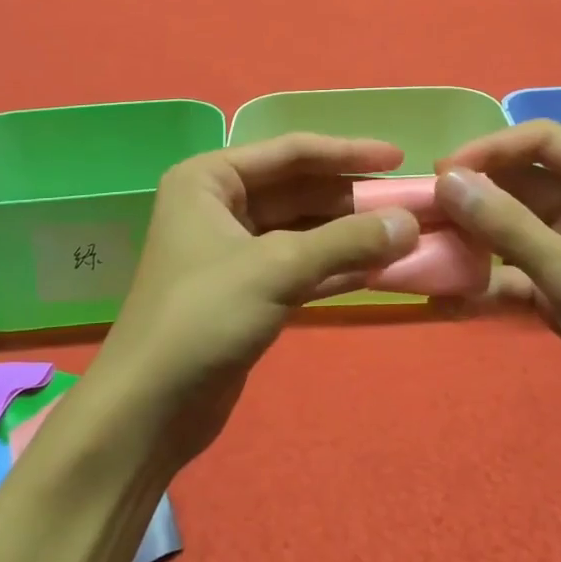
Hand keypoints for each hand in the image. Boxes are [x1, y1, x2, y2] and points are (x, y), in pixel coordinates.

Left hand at [93, 133, 419, 465]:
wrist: (149, 408)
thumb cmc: (203, 317)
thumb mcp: (277, 268)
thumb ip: (346, 242)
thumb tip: (410, 223)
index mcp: (210, 179)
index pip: (290, 153)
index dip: (347, 153)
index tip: (398, 157)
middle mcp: (219, 206)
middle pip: (299, 190)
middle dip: (352, 200)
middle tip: (411, 205)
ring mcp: (233, 250)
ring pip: (303, 230)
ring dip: (351, 236)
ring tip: (407, 236)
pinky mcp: (247, 290)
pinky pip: (301, 266)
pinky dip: (337, 267)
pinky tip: (381, 269)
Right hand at [435, 120, 560, 468]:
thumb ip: (510, 228)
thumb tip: (446, 180)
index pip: (545, 141)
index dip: (491, 149)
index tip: (441, 173)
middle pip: (523, 181)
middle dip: (475, 195)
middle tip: (423, 212)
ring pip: (512, 223)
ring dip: (472, 234)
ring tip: (426, 246)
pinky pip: (513, 265)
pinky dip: (483, 277)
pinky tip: (444, 293)